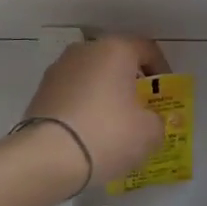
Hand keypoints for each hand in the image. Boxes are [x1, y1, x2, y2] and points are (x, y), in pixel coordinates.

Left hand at [20, 35, 168, 194]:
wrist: (47, 156)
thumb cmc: (107, 134)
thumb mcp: (149, 133)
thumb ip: (156, 121)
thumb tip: (148, 121)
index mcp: (115, 50)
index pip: (147, 49)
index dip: (162, 71)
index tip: (165, 96)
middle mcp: (85, 50)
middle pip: (117, 61)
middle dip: (131, 83)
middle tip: (141, 110)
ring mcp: (58, 69)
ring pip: (92, 77)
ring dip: (105, 94)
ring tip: (113, 125)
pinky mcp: (40, 91)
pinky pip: (72, 94)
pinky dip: (83, 107)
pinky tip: (88, 133)